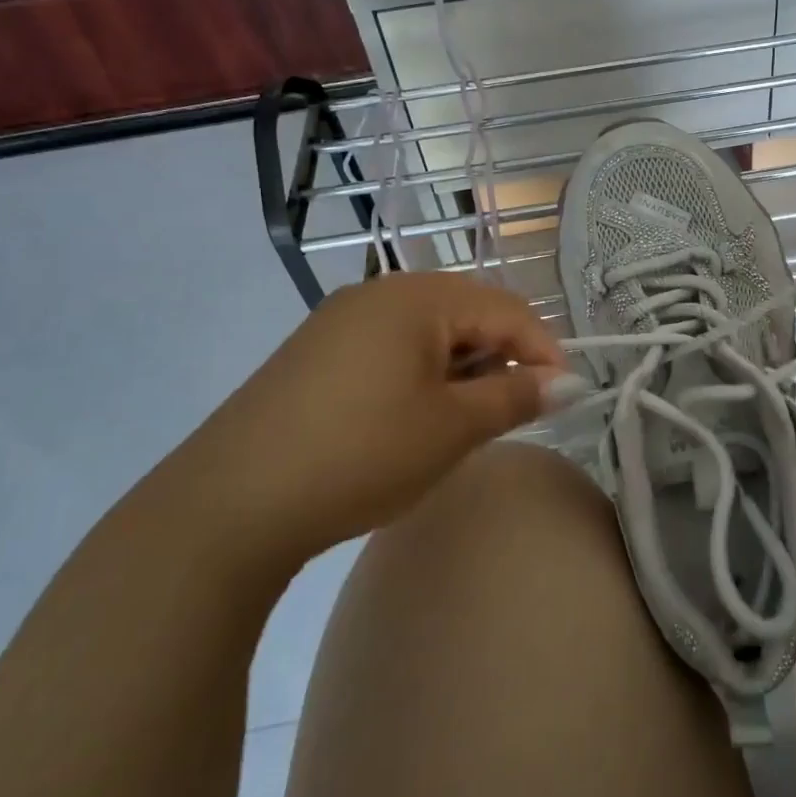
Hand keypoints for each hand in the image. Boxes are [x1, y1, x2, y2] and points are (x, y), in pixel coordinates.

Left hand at [164, 272, 574, 566]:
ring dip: (462, 367)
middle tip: (514, 411)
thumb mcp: (451, 427)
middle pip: (467, 311)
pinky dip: (422, 373)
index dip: (543, 351)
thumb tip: (566, 382)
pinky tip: (415, 416)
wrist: (229, 503)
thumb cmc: (361, 454)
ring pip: (429, 330)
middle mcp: (379, 292)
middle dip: (502, 357)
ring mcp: (341, 319)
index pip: (506, 309)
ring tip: (466, 418)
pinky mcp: (317, 351)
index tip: (563, 399)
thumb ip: (516, 397)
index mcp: (417, 297)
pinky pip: (391, 346)